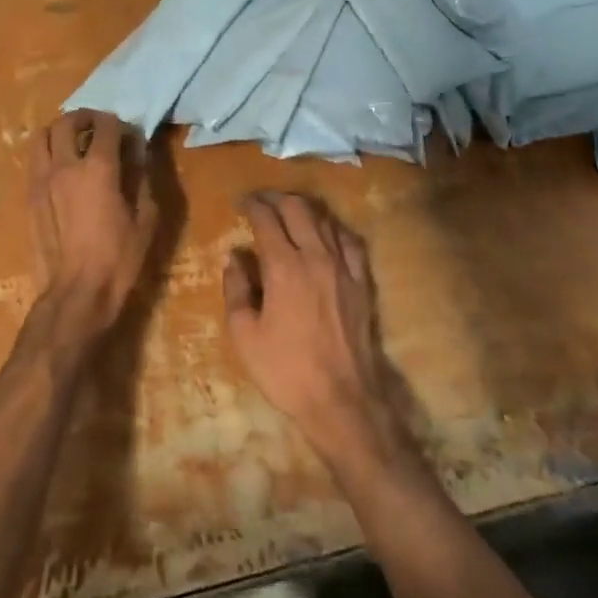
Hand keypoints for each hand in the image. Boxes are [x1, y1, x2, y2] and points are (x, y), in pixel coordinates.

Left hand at [26, 110, 158, 342]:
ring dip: (59, 131)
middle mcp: (65, 165)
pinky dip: (48, 154)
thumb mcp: (146, 219)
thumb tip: (139, 157)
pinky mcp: (29, 197)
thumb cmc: (118, 258)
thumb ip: (143, 180)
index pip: (106, 125)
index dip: (120, 124)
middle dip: (85, 117)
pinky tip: (61, 169)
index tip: (129, 135)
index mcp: (98, 168)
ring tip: (73, 142)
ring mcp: (41, 180)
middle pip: (67, 121)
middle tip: (98, 127)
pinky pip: (34, 161)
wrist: (77, 291)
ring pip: (41, 136)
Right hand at [224, 193, 403, 460]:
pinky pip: (349, 241)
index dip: (252, 205)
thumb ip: (236, 289)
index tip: (240, 202)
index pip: (267, 219)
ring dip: (304, 209)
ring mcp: (344, 267)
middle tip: (261, 201)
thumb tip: (234, 257)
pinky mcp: (362, 282)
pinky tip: (325, 233)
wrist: (342, 399)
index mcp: (284, 266)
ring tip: (288, 211)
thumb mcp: (244, 334)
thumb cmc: (285, 369)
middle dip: (277, 199)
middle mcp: (317, 256)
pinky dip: (332, 228)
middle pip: (298, 209)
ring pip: (325, 220)